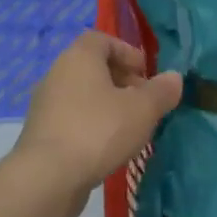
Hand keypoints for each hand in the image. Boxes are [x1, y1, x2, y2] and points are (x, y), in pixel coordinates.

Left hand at [14, 31, 182, 198]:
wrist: (47, 176)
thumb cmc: (98, 131)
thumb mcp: (141, 110)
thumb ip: (161, 91)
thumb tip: (174, 77)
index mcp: (79, 57)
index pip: (102, 39)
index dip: (126, 52)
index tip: (145, 73)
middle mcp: (57, 73)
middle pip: (92, 67)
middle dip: (121, 80)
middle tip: (143, 102)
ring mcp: (45, 104)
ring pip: (82, 94)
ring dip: (107, 104)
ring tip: (130, 127)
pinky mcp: (42, 132)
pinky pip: (72, 118)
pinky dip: (91, 124)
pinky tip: (108, 146)